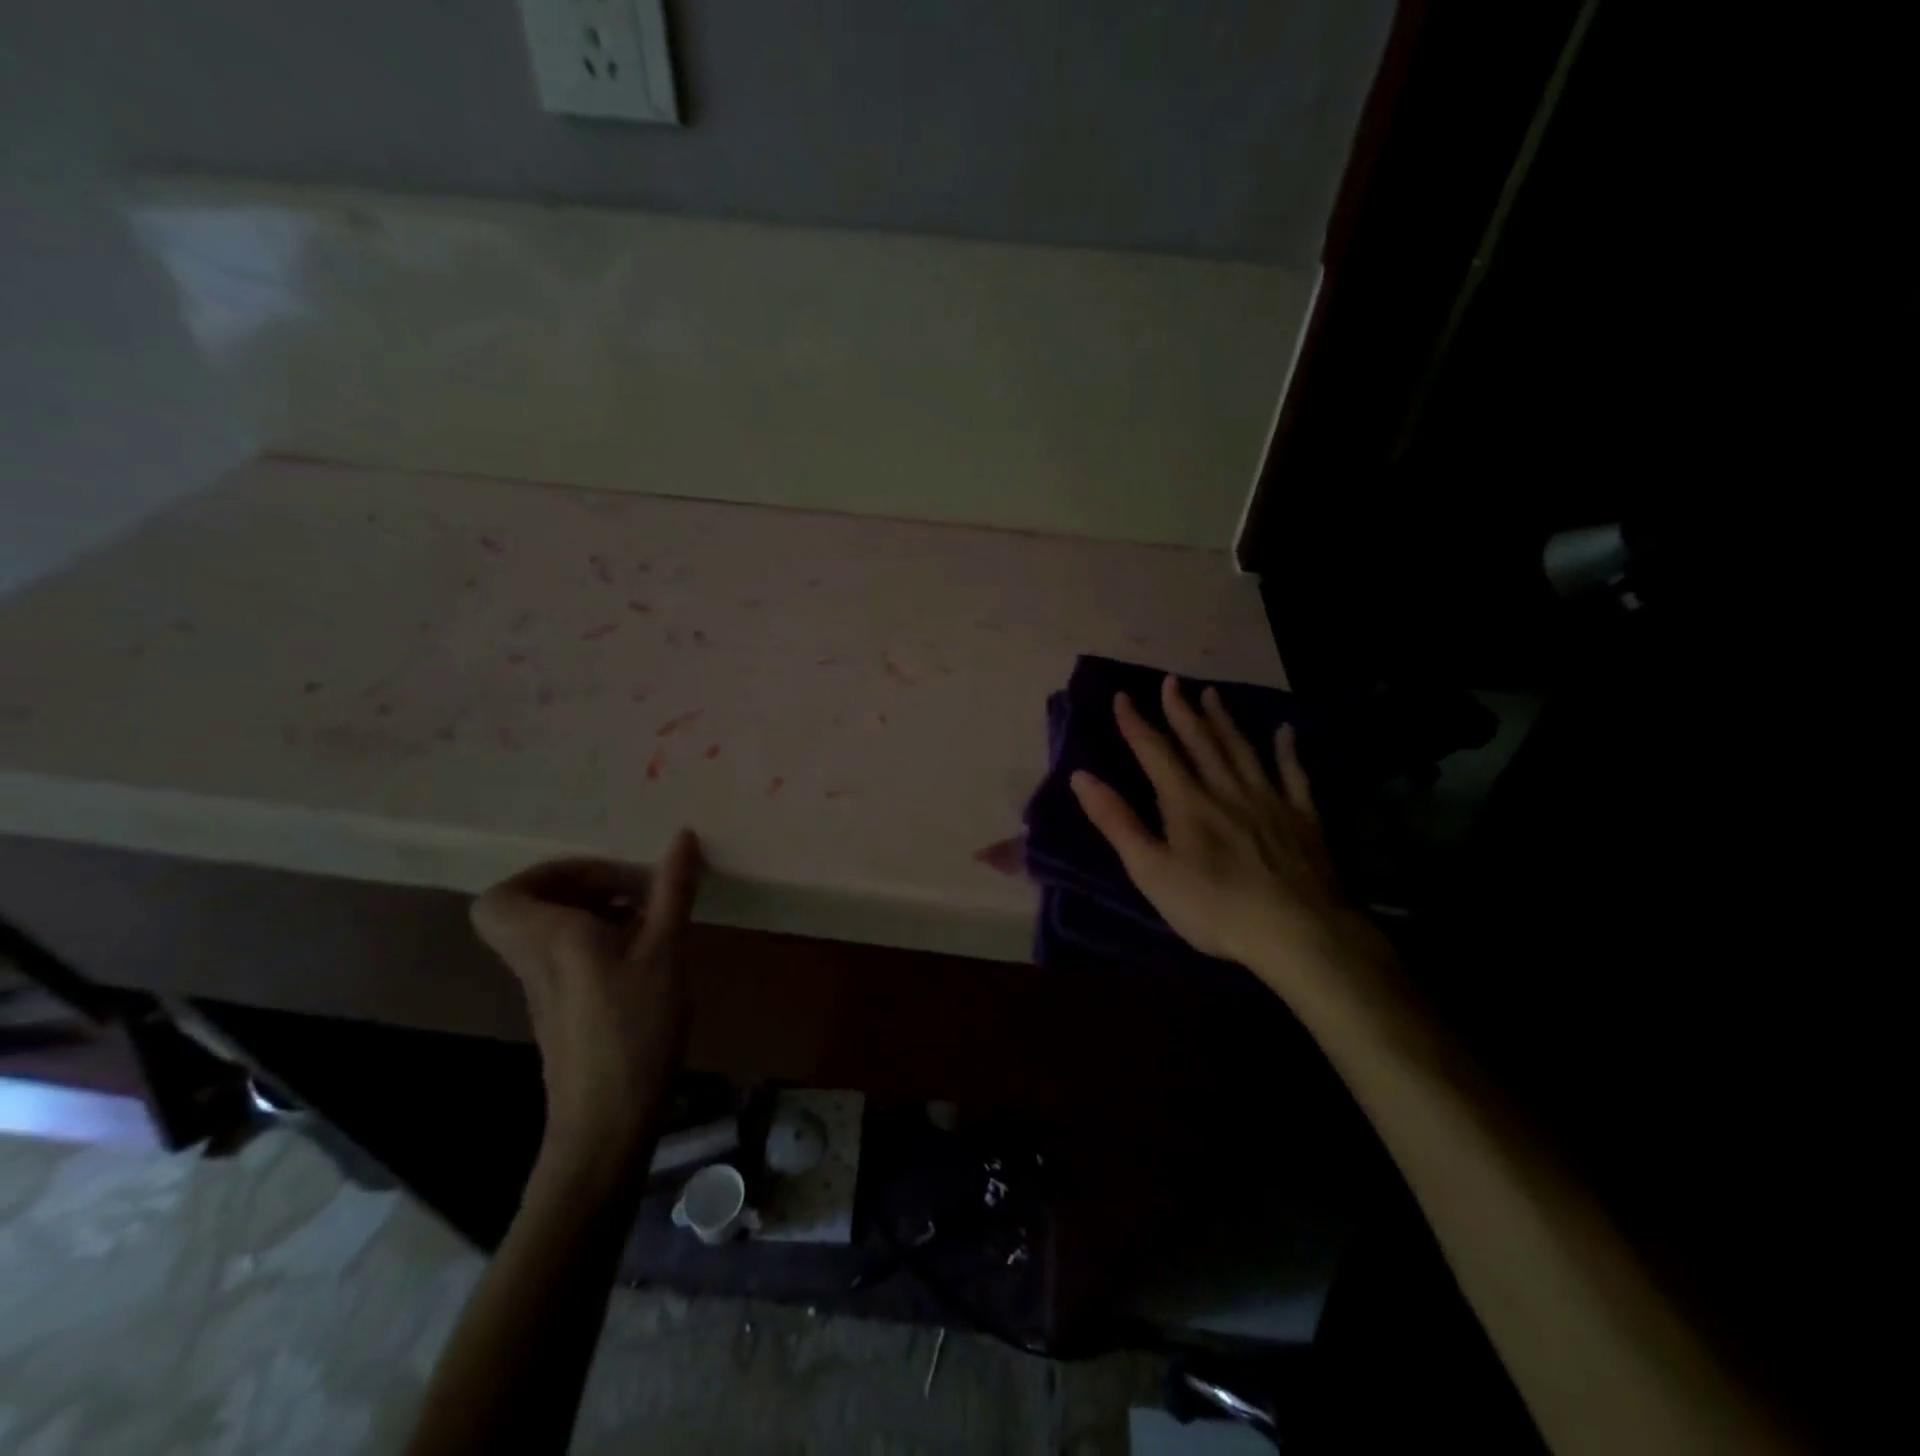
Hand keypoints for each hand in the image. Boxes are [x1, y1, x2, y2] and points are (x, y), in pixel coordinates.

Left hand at [471, 831, 702, 1160]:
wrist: (607, 1121)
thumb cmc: (635, 1028)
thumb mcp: (665, 951)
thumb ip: (672, 891)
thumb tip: (683, 836)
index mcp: (550, 938)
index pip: (504, 895)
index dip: (549, 875)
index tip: (608, 878)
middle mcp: (535, 959)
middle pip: (529, 907)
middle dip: (583, 887)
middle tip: (633, 892)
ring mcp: (544, 988)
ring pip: (549, 931)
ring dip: (595, 913)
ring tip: (648, 920)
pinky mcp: (561, 1010)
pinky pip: (565, 956)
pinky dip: (599, 942)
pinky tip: (645, 956)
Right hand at [1070, 677, 1380, 997]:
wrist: (1297, 932)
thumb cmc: (1214, 907)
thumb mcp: (1151, 870)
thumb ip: (1117, 822)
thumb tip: (1081, 777)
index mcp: (1187, 802)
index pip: (1155, 753)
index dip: (1137, 724)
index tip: (1122, 696)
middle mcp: (1226, 789)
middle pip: (1200, 742)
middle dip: (1182, 711)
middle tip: (1172, 681)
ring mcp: (1269, 800)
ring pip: (1242, 749)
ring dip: (1224, 720)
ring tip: (1213, 693)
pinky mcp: (1303, 818)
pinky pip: (1294, 775)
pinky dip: (1288, 751)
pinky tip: (1286, 732)